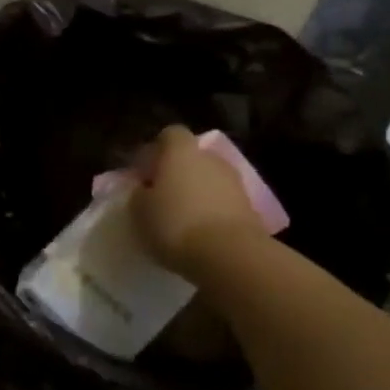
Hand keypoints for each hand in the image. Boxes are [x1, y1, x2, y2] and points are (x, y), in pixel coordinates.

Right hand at [124, 125, 268, 275]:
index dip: (155, 150)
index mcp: (181, 151)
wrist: (229, 255)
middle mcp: (211, 159)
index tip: (144, 172)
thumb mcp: (138, 209)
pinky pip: (223, 202)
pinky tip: (199, 231)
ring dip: (196, 192)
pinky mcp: (251, 208)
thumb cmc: (174, 223)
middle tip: (160, 195)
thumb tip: (144, 189)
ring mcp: (235, 182)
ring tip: (180, 217)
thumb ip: (139, 192)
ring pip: (209, 180)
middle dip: (177, 172)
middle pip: (192, 157)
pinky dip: (211, 211)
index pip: (169, 134)